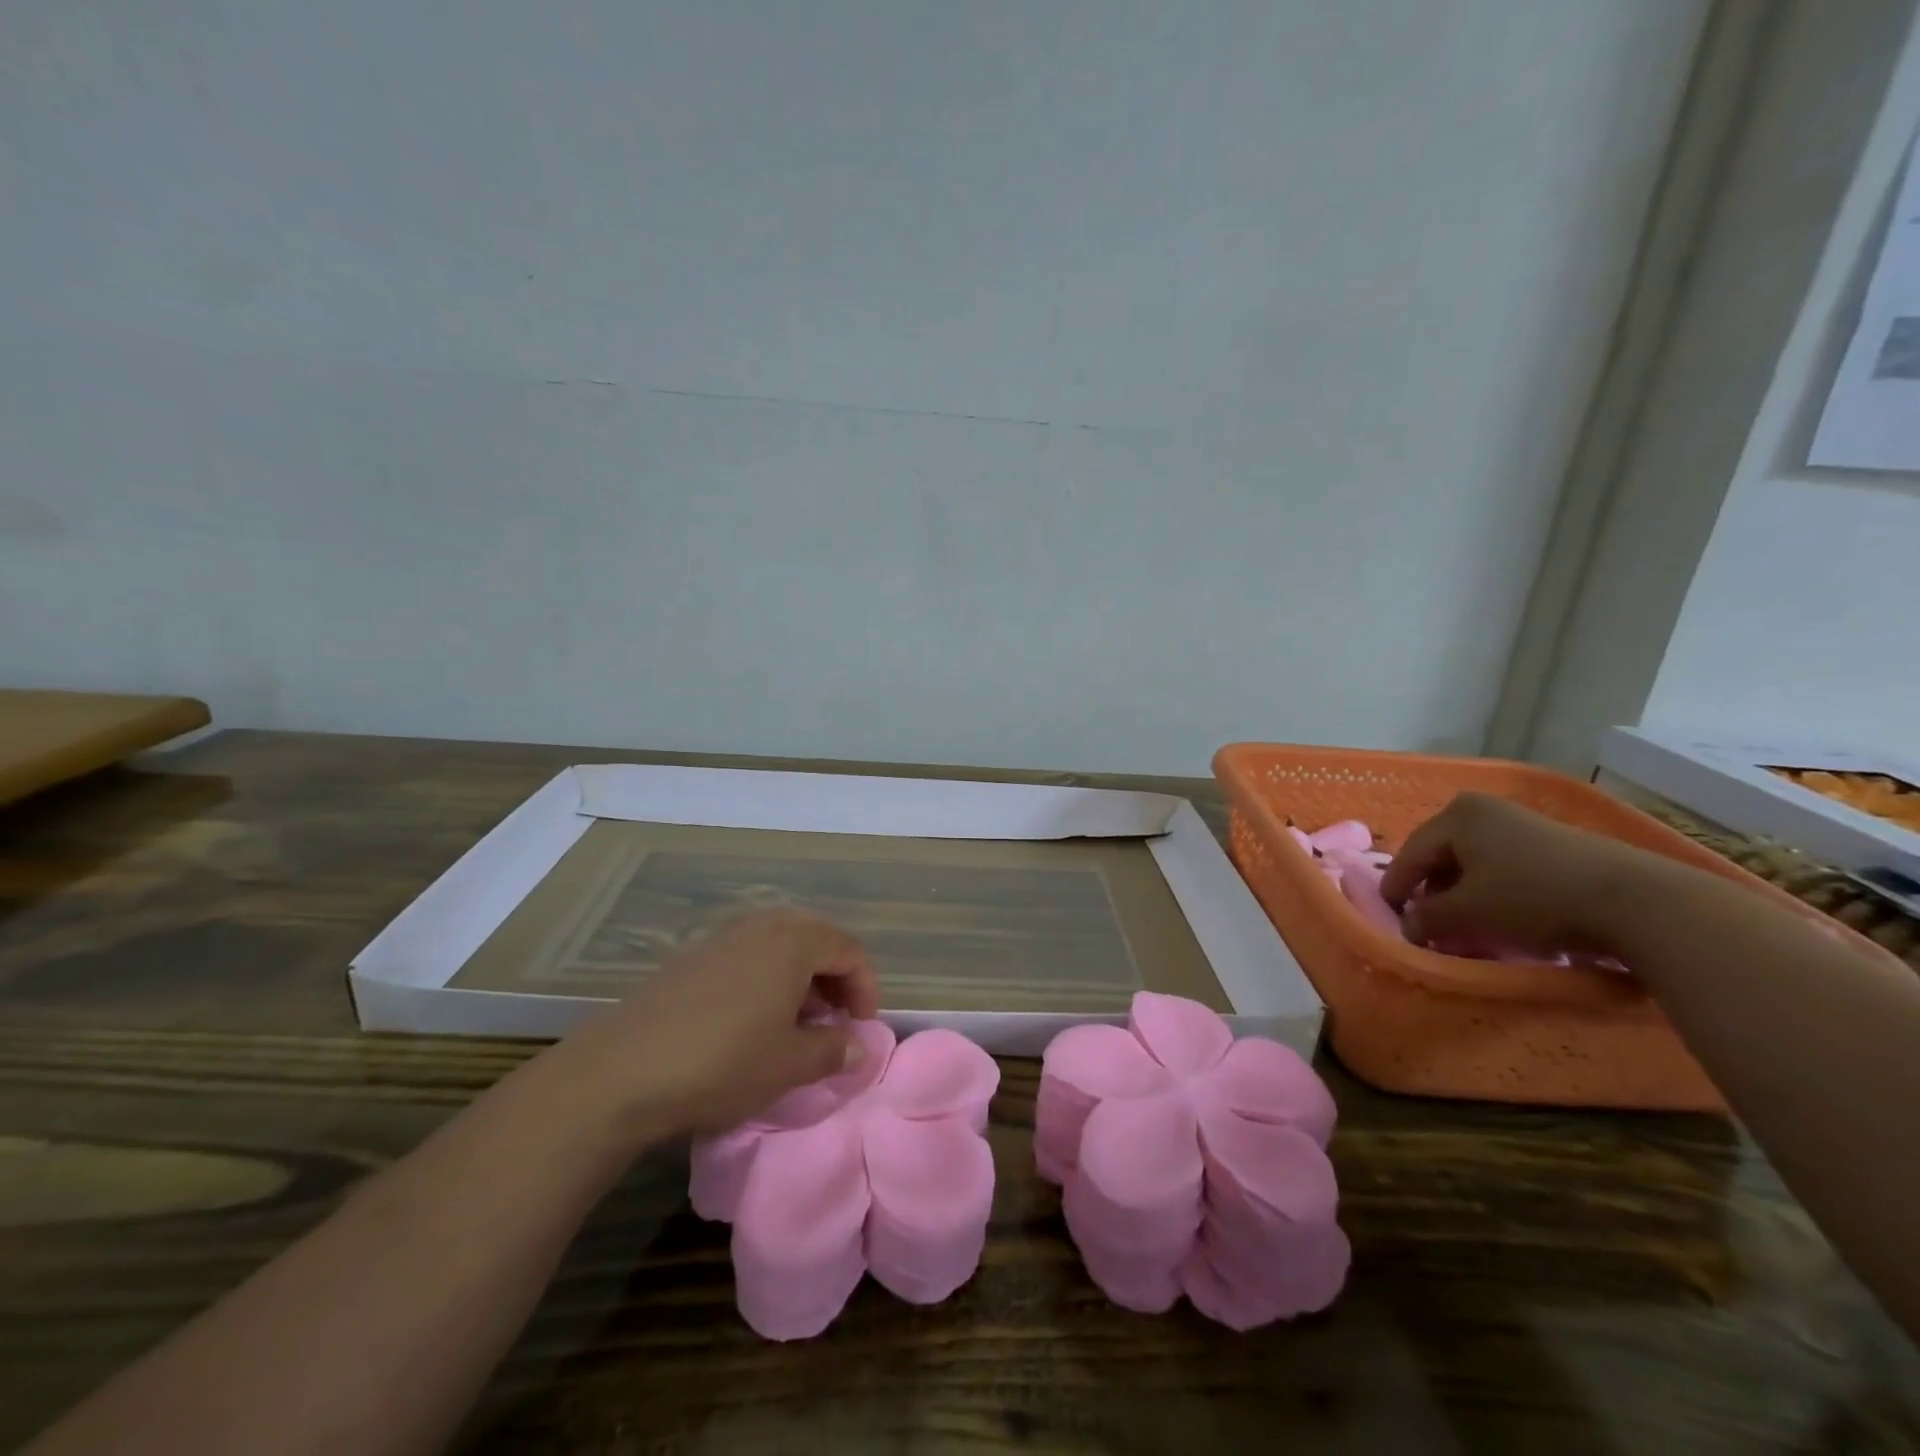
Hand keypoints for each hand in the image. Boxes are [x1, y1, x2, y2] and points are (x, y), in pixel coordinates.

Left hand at [563, 908, 879, 1139]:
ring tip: (796, 1021)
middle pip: (816, 938)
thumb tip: (857, 1047)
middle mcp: (761, 926)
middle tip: (835, 1018)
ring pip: (780, 943)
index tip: (862, 1029)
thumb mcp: (790, 1065)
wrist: (622, 1071)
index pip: (850, 950)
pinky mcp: (692, 956)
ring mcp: (723, 936)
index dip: (866, 988)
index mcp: (794, 942)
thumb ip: (834, 1050)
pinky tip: (753, 1018)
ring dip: (800, 976)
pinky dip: (766, 977)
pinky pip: (747, 954)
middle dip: (834, 976)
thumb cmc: (723, 1062)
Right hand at [1379, 793, 1650, 956]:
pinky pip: (1504, 865)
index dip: (1397, 887)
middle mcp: (1485, 810)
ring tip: (1462, 922)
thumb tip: (1408, 926)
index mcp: (1456, 816)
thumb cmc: (1533, 897)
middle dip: (1430, 888)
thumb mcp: (1469, 913)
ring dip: (1461, 892)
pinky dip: (1492, 889)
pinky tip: (1500, 915)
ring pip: (1474, 861)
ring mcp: (1523, 823)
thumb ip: (1428, 918)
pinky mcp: (1555, 843)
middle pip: (1442, 854)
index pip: (1412, 854)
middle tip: (1424, 919)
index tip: (1390, 915)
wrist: (1637, 900)